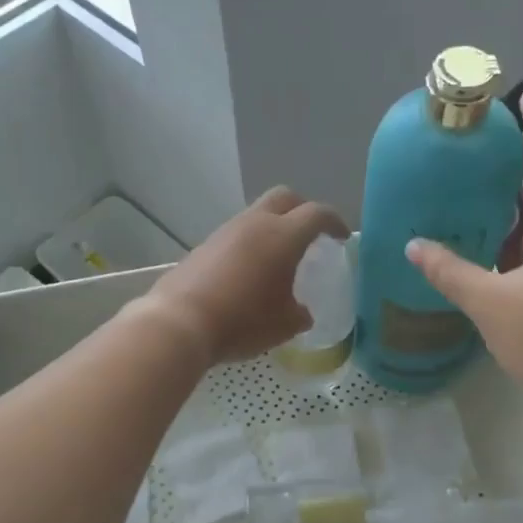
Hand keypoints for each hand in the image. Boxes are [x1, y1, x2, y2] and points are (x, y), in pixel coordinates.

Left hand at [144, 187, 348, 365]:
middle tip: (311, 234)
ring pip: (256, 215)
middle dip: (302, 209)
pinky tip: (248, 273)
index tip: (341, 237)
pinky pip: (235, 235)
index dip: (334, 222)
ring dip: (272, 227)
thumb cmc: (243, 321)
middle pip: (285, 197)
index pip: (317, 214)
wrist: (181, 323)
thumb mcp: (284, 325)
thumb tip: (301, 312)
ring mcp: (225, 232)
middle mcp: (255, 224)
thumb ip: (300, 313)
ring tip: (278, 258)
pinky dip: (249, 245)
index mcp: (283, 236)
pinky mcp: (204, 246)